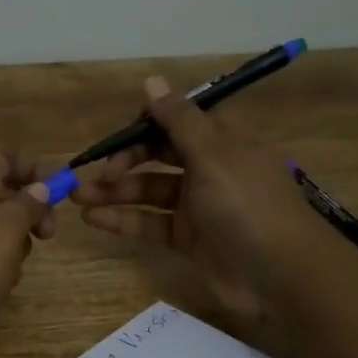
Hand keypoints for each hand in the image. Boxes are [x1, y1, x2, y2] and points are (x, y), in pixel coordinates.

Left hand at [0, 145, 52, 357]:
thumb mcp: (4, 229)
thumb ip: (26, 207)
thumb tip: (40, 188)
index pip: (1, 156)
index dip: (32, 166)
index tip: (59, 191)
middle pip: (2, 197)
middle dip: (30, 214)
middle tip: (47, 236)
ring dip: (14, 251)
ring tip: (12, 270)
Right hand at [69, 76, 321, 328]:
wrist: (279, 277)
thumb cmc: (247, 206)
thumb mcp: (213, 155)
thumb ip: (178, 120)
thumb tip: (151, 81)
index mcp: (223, 141)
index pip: (179, 120)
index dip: (147, 122)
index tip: (121, 133)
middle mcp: (209, 169)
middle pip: (158, 155)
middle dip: (125, 160)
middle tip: (97, 172)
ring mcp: (197, 206)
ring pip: (148, 191)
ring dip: (115, 191)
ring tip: (77, 196)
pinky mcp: (187, 239)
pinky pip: (148, 223)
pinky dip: (121, 220)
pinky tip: (92, 218)